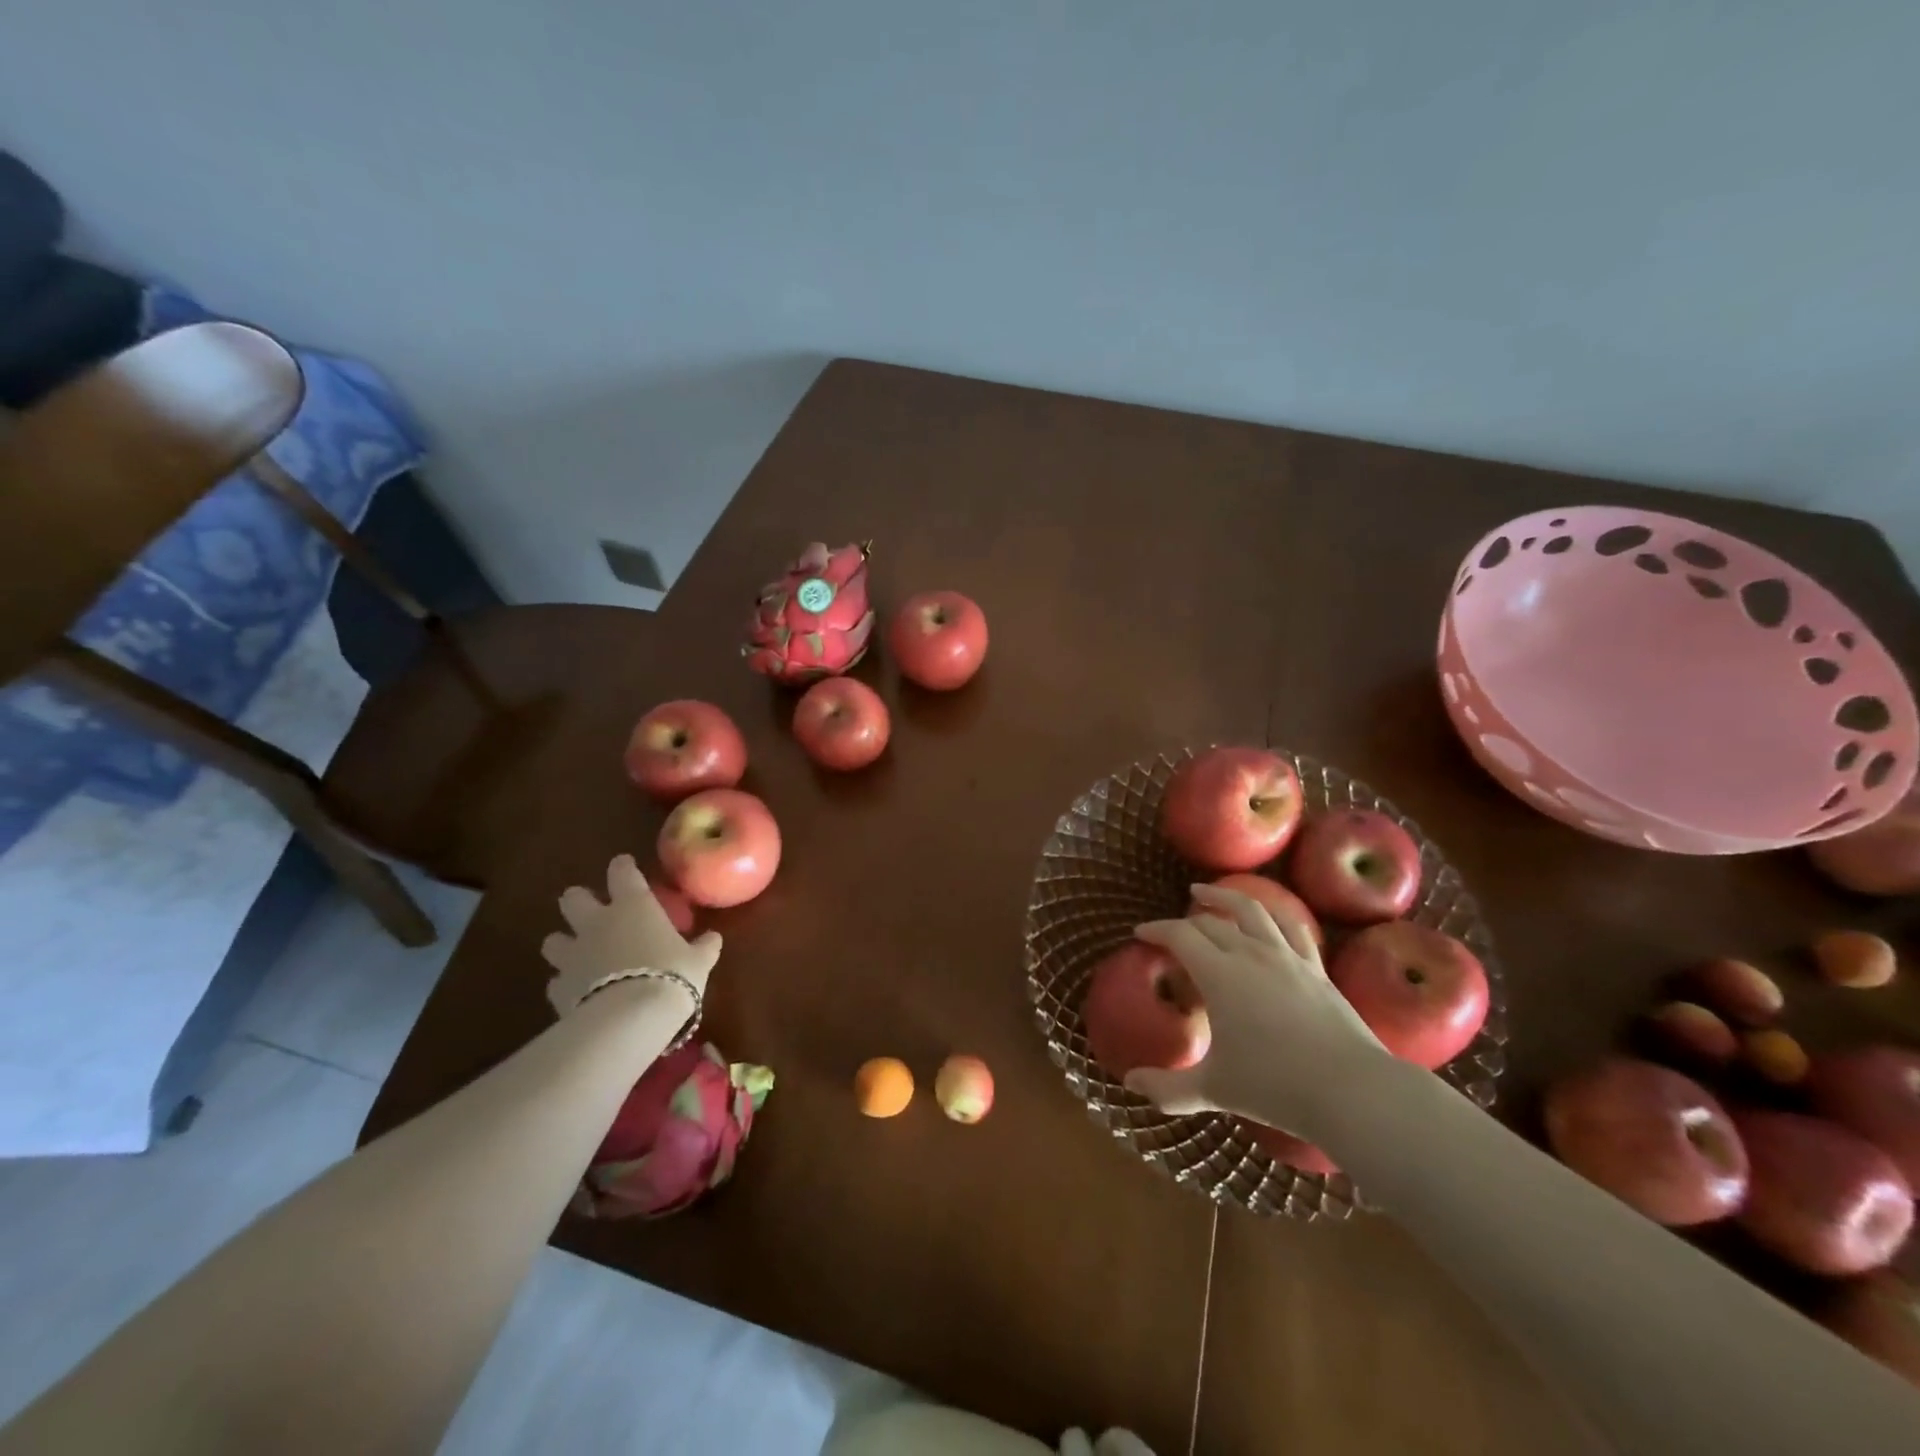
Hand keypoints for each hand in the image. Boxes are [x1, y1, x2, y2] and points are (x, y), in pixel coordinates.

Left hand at [540, 854, 721, 1016]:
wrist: (629, 1019)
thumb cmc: (671, 976)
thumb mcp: (699, 961)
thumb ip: (703, 947)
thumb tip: (713, 938)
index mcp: (633, 906)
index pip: (622, 872)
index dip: (623, 867)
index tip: (625, 866)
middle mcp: (596, 923)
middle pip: (573, 899)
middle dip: (579, 902)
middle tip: (594, 912)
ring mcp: (572, 955)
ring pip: (554, 939)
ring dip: (564, 943)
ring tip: (579, 953)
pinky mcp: (558, 988)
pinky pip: (556, 980)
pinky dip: (565, 983)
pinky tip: (578, 991)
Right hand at [1125, 884, 1388, 1139]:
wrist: (1351, 1090)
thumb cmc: (1275, 1086)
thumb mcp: (1213, 1090)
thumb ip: (1167, 1087)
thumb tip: (1130, 1083)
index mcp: (1219, 975)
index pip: (1180, 935)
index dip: (1156, 930)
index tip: (1140, 933)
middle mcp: (1250, 954)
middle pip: (1211, 923)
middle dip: (1185, 921)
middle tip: (1171, 930)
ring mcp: (1287, 957)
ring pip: (1252, 910)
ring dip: (1225, 897)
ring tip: (1208, 893)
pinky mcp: (1316, 968)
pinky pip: (1292, 928)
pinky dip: (1273, 915)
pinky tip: (1268, 918)